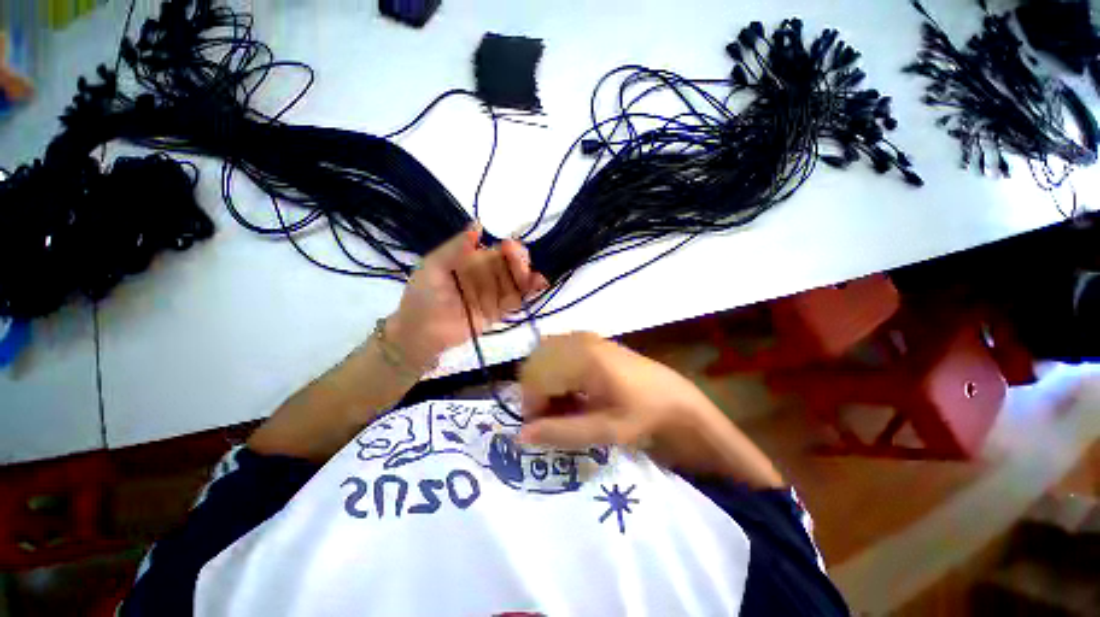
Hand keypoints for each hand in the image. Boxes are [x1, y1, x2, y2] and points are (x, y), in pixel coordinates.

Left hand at [387, 224, 547, 370]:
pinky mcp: (499, 312)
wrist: (420, 331)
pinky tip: (539, 285)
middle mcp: (488, 275)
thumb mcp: (434, 265)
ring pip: (517, 282)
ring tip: (538, 277)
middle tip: (524, 267)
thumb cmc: (423, 295)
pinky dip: (530, 293)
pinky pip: (517, 300)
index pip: (498, 250)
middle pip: (512, 265)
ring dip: (530, 277)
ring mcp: (495, 293)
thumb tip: (479, 224)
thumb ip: (456, 247)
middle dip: (521, 263)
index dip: (508, 248)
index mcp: (474, 260)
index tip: (511, 248)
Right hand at [518, 332, 782, 486]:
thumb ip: (561, 432)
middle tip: (552, 417)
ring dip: (544, 381)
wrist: (674, 396)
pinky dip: (554, 372)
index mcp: (583, 359)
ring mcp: (584, 336)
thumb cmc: (643, 414)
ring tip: (564, 404)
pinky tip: (572, 389)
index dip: (531, 405)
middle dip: (535, 392)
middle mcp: (578, 340)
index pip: (535, 377)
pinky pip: (556, 351)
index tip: (542, 428)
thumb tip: (520, 436)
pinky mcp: (589, 339)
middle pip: (535, 363)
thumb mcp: (605, 431)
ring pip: (543, 357)